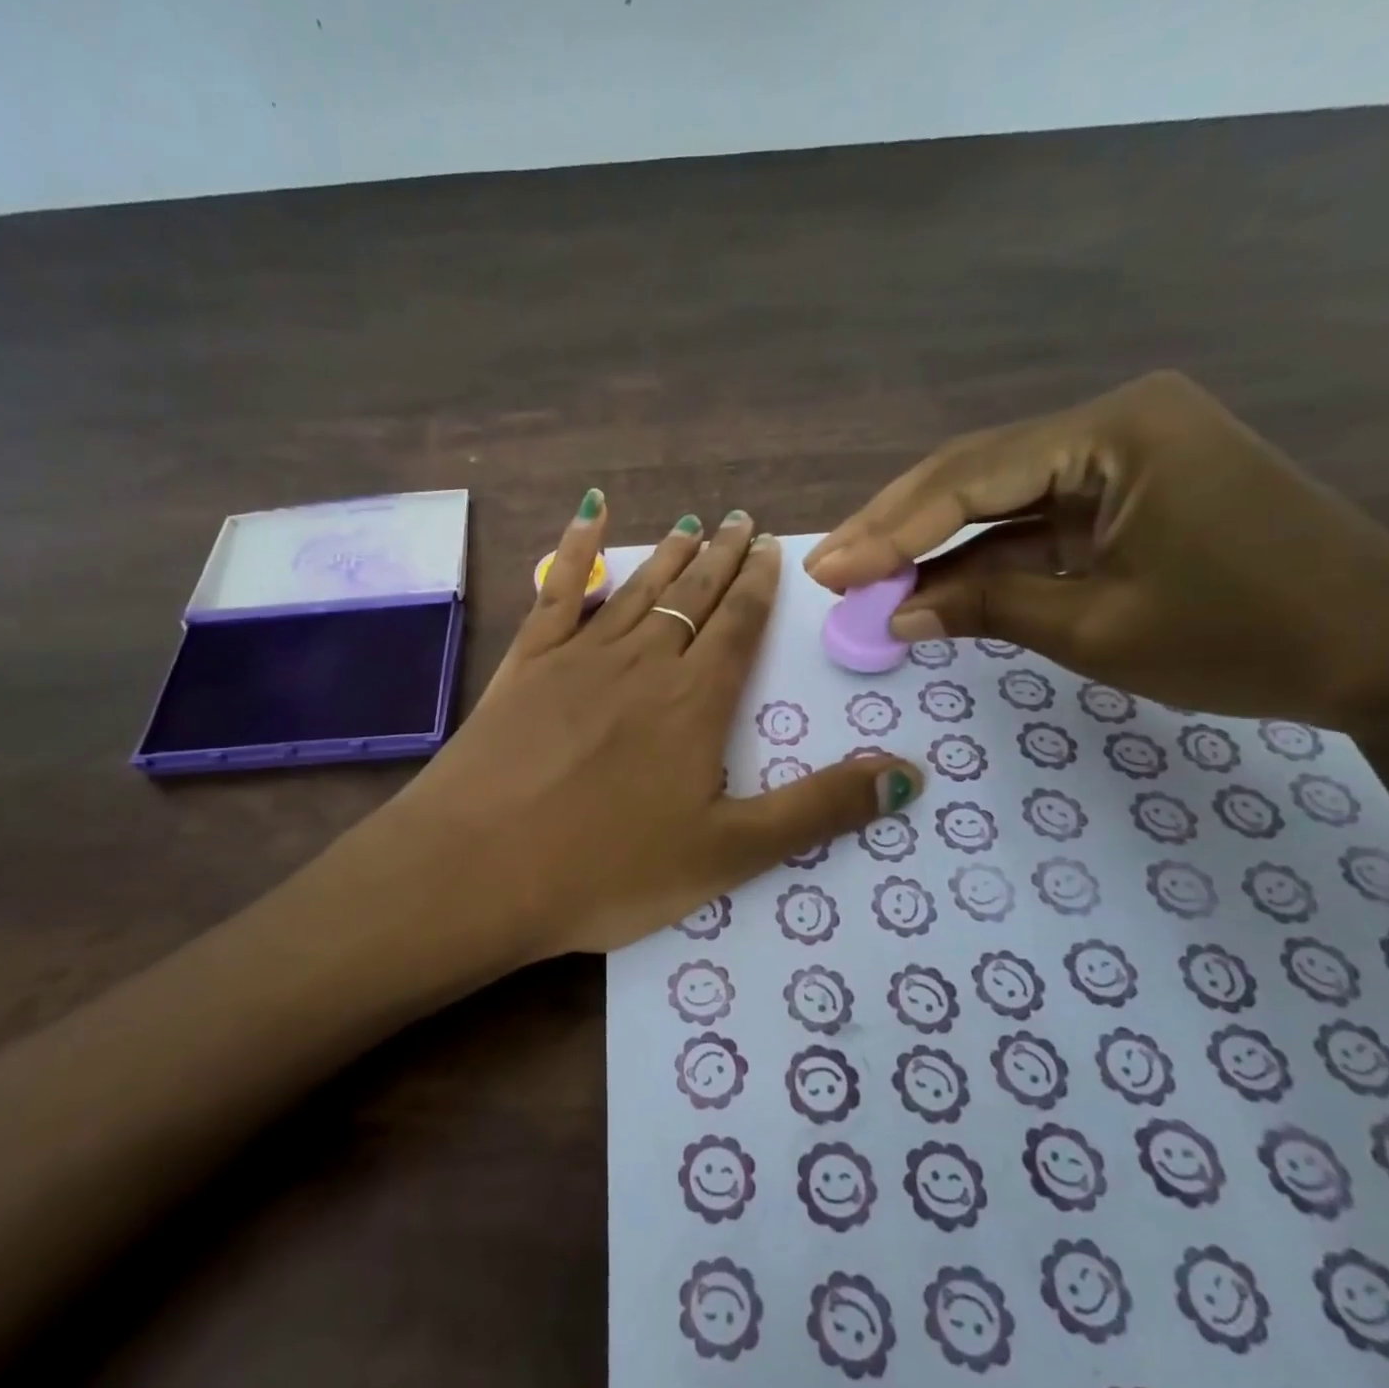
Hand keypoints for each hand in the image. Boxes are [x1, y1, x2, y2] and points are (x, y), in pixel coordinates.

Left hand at [360, 492, 922, 961]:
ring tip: (690, 523)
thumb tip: (910, 774)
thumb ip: (819, 810)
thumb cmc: (607, 871)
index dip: (759, 588)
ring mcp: (577, 658)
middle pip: (692, 597)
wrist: (479, 870)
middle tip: (741, 520)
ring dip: (667, 555)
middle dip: (721, 559)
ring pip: (637, 590)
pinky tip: (588, 516)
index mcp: (694, 704)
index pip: (738, 628)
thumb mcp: (728, 854)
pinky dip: (575, 550)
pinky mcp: (524, 666)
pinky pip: (557, 593)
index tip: (771, 550)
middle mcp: (642, 663)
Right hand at [805, 371, 1388, 724]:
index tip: (826, 571)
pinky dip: (979, 560)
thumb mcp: (1097, 628)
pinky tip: (927, 588)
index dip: (888, 531)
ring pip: (994, 498)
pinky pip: (1030, 523)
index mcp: (1115, 432)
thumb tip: (893, 618)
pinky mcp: (1123, 495)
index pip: (968, 478)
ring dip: (930, 545)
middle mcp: (1111, 424)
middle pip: (972, 474)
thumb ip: (985, 610)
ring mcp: (1119, 459)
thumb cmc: (1247, 636)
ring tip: (859, 579)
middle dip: (895, 528)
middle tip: (828, 568)